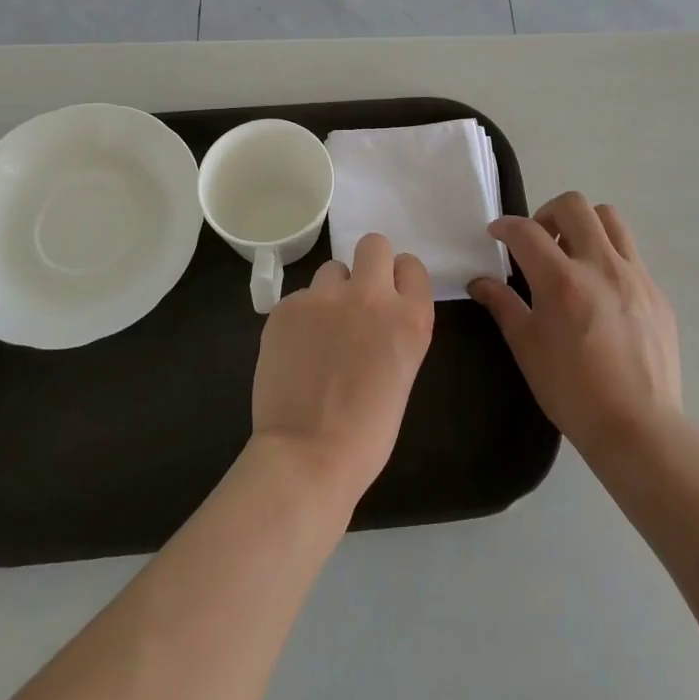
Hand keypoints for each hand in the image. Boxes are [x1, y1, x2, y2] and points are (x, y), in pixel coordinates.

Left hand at [251, 232, 435, 507]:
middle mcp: (371, 296)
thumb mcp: (401, 373)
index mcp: (410, 317)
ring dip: (331, 292)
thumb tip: (374, 316)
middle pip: (373, 244)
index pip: (411, 266)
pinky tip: (296, 350)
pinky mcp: (287, 306)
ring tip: (321, 331)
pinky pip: (300, 297)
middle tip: (357, 299)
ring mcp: (325, 297)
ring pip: (332, 269)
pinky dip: (300, 317)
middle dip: (368, 264)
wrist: (308, 455)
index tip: (390, 297)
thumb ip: (393, 331)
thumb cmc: (367, 432)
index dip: (399, 279)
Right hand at [470, 193, 681, 466]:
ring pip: (610, 219)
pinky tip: (601, 292)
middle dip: (547, 214)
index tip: (497, 234)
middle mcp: (601, 266)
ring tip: (572, 255)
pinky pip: (631, 255)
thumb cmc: (572, 392)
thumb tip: (480, 281)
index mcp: (562, 281)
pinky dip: (609, 257)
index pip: (526, 231)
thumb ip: (503, 305)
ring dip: (584, 225)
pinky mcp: (657, 293)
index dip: (505, 226)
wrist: (640, 429)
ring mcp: (635, 276)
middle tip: (537, 241)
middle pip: (574, 206)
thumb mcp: (527, 348)